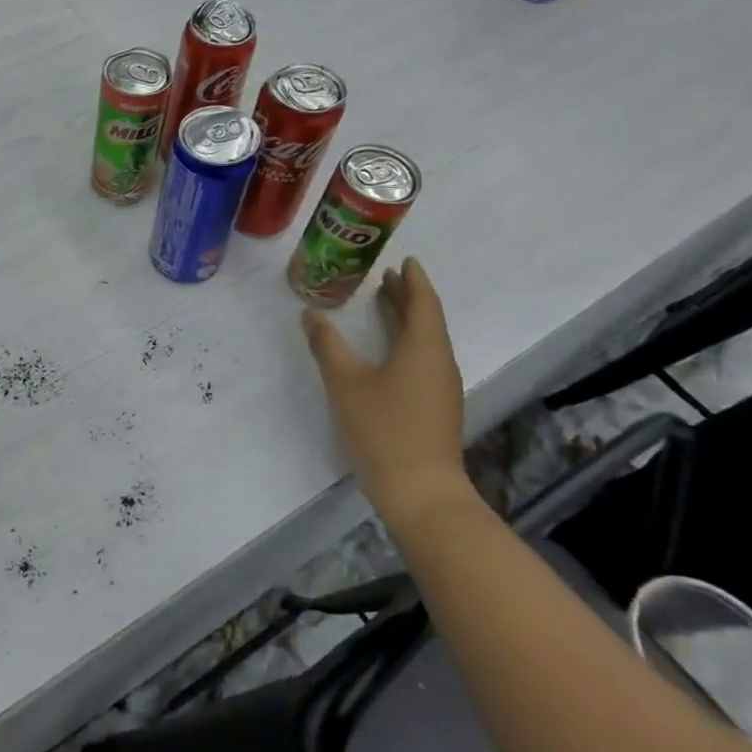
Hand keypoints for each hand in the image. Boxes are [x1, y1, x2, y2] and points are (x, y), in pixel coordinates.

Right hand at [301, 258, 472, 529]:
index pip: (423, 303)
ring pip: (425, 340)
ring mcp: (441, 386)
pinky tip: (388, 349)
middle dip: (406, 297)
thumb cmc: (383, 428)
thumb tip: (310, 314)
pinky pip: (424, 358)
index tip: (404, 260)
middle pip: (426, 320)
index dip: (414, 280)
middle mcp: (439, 362)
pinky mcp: (436, 406)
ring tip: (383, 305)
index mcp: (423, 348)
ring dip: (406, 319)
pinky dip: (406, 341)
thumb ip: (327, 345)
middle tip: (384, 277)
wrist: (421, 491)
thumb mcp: (345, 382)